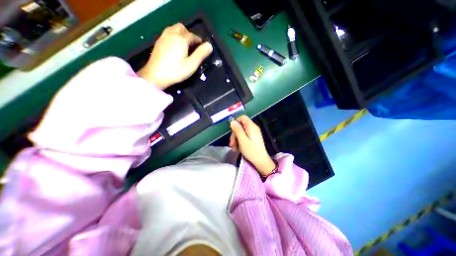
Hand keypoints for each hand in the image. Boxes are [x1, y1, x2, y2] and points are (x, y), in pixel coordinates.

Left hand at [137, 23, 213, 89]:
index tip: (203, 46)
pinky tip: (175, 46)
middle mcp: (171, 34)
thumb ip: (200, 54)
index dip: (199, 40)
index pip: (192, 36)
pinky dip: (174, 36)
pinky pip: (168, 33)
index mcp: (181, 39)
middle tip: (193, 45)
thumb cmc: (176, 71)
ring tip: (185, 45)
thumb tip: (210, 45)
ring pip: (173, 29)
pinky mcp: (158, 43)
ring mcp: (163, 37)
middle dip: (189, 34)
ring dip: (181, 33)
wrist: (155, 75)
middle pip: (181, 28)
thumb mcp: (191, 64)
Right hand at [230, 115, 275, 175]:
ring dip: (236, 139)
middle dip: (234, 134)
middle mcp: (253, 128)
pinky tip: (237, 148)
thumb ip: (237, 130)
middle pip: (240, 126)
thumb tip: (232, 121)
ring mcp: (253, 133)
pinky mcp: (253, 138)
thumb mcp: (242, 140)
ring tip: (234, 148)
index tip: (231, 130)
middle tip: (231, 143)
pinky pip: (244, 136)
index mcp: (251, 126)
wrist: (261, 161)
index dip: (236, 122)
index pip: (242, 118)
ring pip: (241, 132)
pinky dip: (239, 141)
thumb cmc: (251, 151)